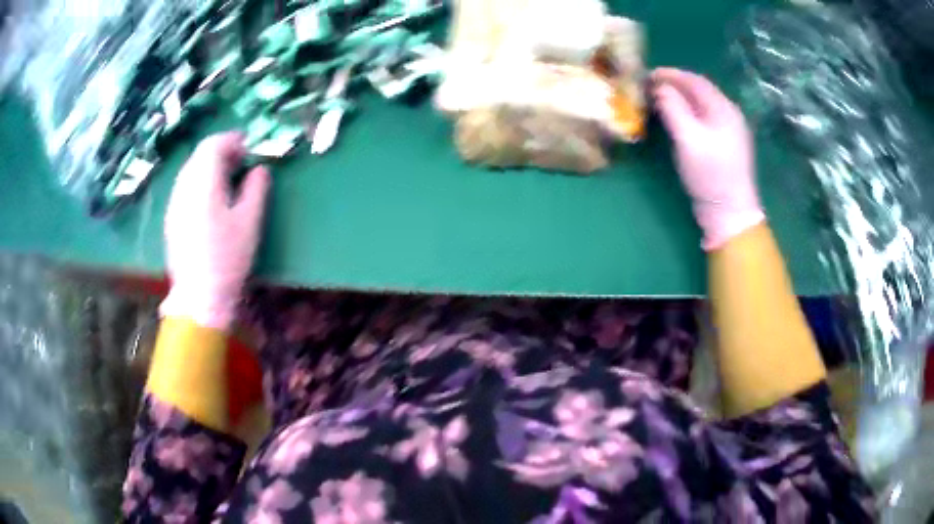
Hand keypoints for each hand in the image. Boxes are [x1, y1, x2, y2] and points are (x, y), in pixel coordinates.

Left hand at [160, 133, 270, 330]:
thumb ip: (256, 189)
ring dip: (209, 168)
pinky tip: (211, 203)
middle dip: (220, 152)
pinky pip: (185, 189)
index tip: (247, 147)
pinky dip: (199, 184)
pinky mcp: (172, 220)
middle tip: (240, 163)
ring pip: (190, 172)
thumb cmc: (228, 259)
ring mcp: (174, 205)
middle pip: (199, 156)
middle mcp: (184, 188)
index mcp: (203, 184)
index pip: (212, 145)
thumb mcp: (249, 222)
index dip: (231, 140)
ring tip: (228, 182)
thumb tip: (259, 169)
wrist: (199, 297)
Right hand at [651, 68, 764, 249]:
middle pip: (700, 90)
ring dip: (680, 97)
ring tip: (659, 99)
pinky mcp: (726, 145)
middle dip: (674, 84)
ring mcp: (730, 130)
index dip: (670, 74)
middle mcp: (730, 114)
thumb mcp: (688, 138)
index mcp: (724, 109)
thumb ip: (672, 108)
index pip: (695, 80)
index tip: (646, 74)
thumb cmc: (710, 175)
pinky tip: (677, 118)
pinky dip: (688, 111)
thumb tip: (659, 87)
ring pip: (702, 104)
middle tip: (649, 86)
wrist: (731, 214)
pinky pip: (705, 117)